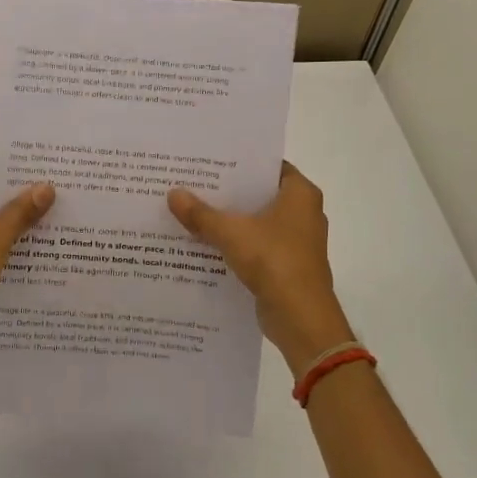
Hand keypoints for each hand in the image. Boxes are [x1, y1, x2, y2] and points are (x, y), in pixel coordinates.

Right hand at [167, 162, 354, 375]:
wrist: (300, 318)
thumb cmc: (274, 261)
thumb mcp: (231, 233)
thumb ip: (201, 213)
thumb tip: (173, 193)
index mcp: (300, 194)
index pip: (268, 166)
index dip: (240, 162)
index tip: (210, 160)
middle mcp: (303, 213)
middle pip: (260, 194)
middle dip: (229, 192)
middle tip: (193, 182)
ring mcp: (297, 241)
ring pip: (257, 222)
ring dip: (230, 220)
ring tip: (192, 210)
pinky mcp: (287, 265)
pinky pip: (256, 245)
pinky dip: (235, 243)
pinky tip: (205, 243)